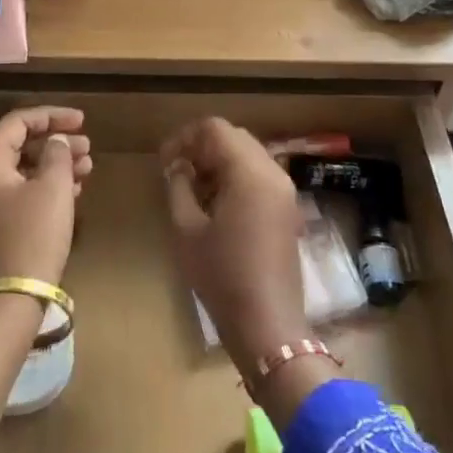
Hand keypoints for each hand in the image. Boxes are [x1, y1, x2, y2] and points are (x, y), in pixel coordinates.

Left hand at [0, 107, 93, 285]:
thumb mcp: (53, 188)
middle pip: (18, 147)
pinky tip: (72, 193)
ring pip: (22, 173)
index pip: (16, 123)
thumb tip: (57, 141)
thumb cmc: (33, 234)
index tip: (81, 120)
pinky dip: (45, 188)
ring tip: (86, 169)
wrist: (12, 297)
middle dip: (55, 143)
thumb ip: (57, 154)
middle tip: (88, 147)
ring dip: (54, 166)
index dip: (51, 116)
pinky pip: (20, 195)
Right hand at [160, 117, 307, 361]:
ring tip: (193, 191)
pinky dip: (235, 177)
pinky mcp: (287, 209)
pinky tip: (216, 205)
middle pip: (234, 137)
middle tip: (176, 174)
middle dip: (202, 148)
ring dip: (219, 162)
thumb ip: (179, 187)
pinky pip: (259, 175)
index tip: (164, 162)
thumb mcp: (187, 230)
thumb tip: (178, 167)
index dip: (184, 138)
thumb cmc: (222, 276)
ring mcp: (284, 191)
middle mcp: (273, 172)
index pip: (215, 129)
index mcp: (249, 172)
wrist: (267, 324)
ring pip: (248, 155)